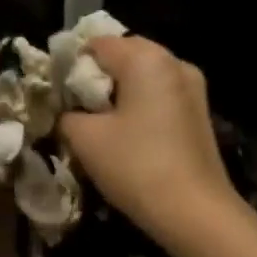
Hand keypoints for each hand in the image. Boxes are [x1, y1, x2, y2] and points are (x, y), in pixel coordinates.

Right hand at [58, 36, 240, 246]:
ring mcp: (194, 89)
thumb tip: (67, 113)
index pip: (96, 44)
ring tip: (99, 130)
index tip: (57, 97)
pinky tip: (128, 141)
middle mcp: (175, 63)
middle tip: (76, 114)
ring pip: (143, 81)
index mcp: (147, 58)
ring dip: (118, 98)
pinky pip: (160, 100)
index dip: (70, 67)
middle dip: (96, 82)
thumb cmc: (136, 167)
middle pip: (123, 58)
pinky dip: (140, 112)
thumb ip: (67, 116)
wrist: (194, 212)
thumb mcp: (85, 139)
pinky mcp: (200, 116)